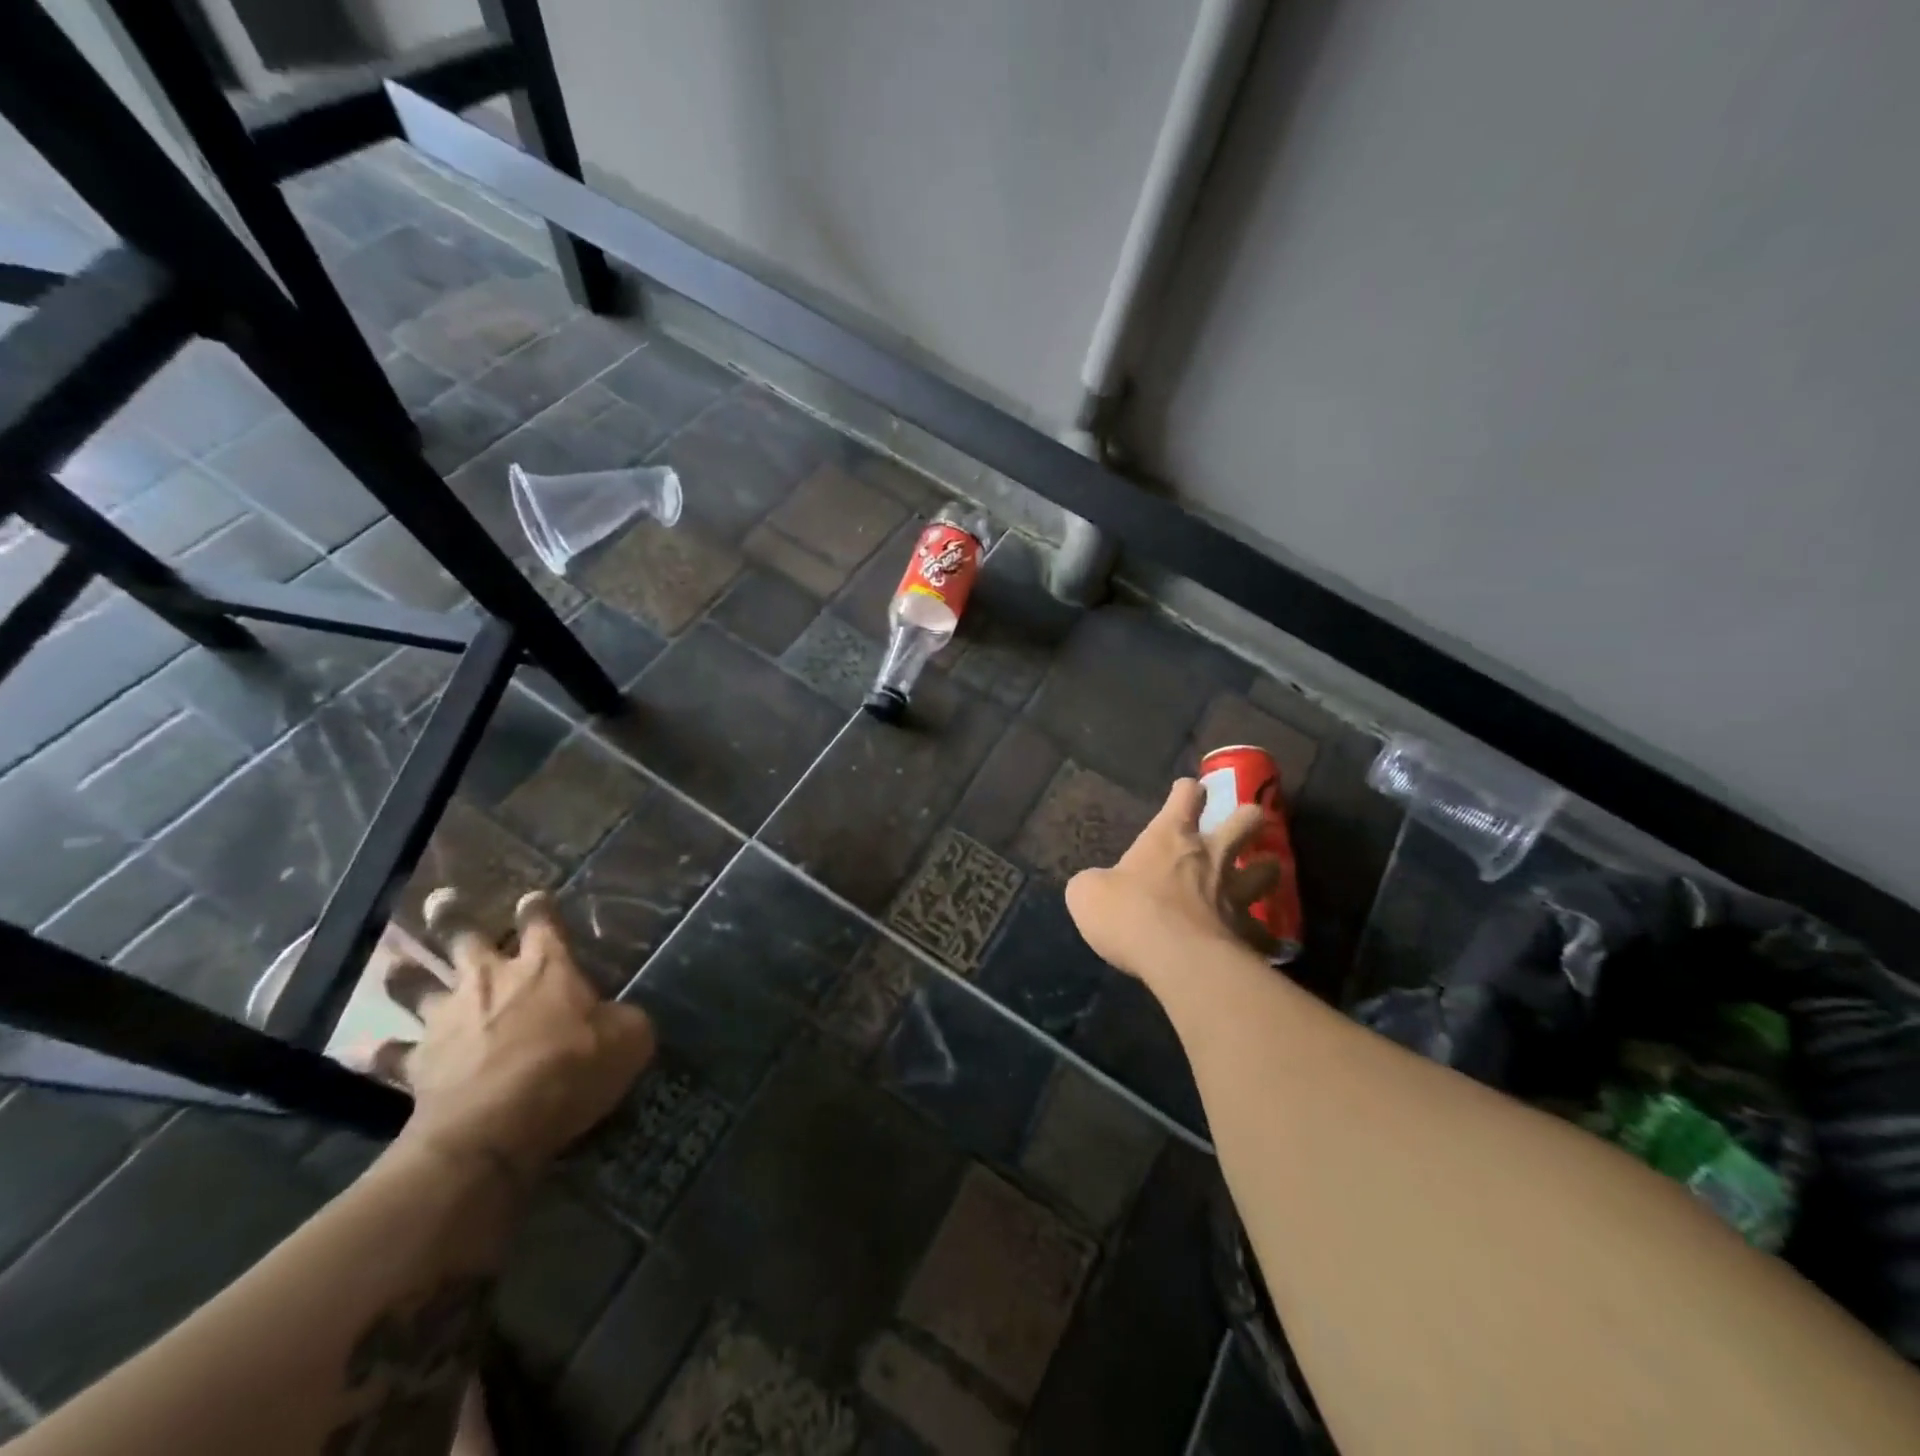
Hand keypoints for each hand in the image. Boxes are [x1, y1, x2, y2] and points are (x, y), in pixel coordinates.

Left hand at [370, 888, 655, 1186]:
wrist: (497, 1125)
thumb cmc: (571, 1069)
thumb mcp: (628, 1039)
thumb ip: (623, 1019)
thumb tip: (619, 1018)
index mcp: (547, 966)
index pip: (543, 922)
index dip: (538, 907)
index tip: (534, 897)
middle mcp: (492, 980)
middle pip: (465, 937)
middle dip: (452, 916)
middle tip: (441, 899)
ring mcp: (449, 1019)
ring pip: (416, 986)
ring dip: (404, 975)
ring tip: (391, 964)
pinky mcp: (418, 1063)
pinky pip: (390, 1056)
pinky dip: (377, 1052)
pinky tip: (361, 1050)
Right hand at [1065, 778, 1278, 983]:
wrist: (1175, 957)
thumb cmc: (1128, 912)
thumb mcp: (1087, 893)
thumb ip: (1096, 883)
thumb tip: (1098, 887)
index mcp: (1170, 837)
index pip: (1185, 796)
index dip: (1187, 791)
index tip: (1188, 791)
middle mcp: (1210, 856)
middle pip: (1245, 820)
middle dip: (1248, 818)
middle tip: (1244, 825)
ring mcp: (1235, 893)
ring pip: (1269, 869)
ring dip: (1265, 869)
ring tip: (1260, 876)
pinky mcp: (1248, 932)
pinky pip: (1265, 933)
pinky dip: (1264, 936)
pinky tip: (1264, 945)